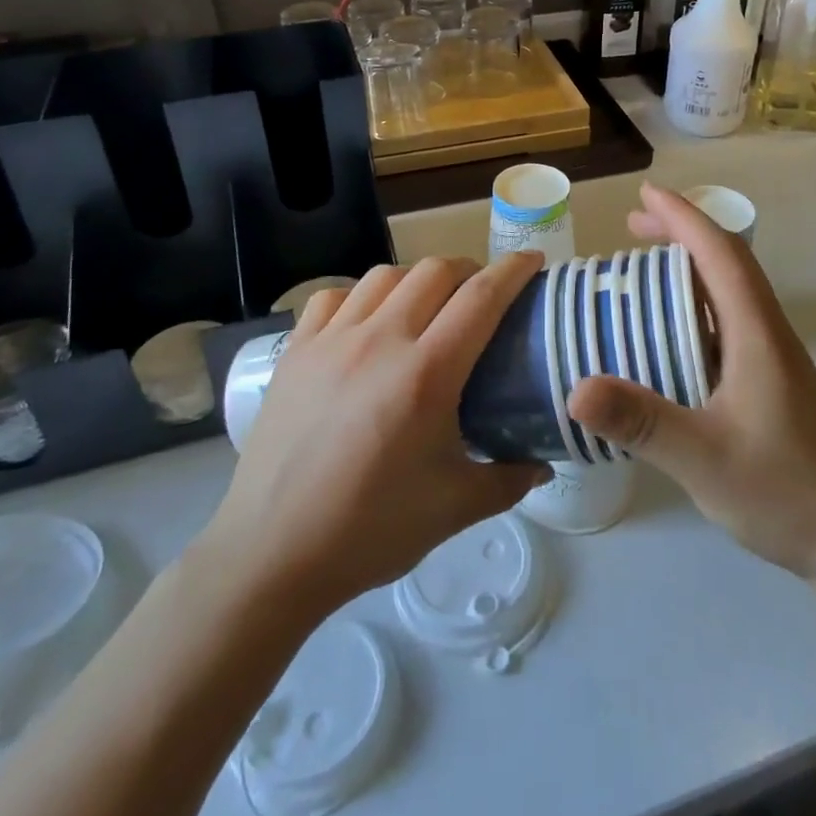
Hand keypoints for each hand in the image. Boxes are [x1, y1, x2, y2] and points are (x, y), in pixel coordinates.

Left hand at [201, 254, 548, 617]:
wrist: (271, 555)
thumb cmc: (370, 531)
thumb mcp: (455, 508)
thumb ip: (509, 479)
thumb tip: (544, 464)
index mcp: (426, 375)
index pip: (481, 298)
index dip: (513, 270)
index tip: (533, 260)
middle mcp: (380, 341)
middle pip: (435, 271)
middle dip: (468, 270)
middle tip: (481, 294)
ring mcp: (331, 341)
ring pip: (384, 275)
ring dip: (417, 279)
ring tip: (426, 304)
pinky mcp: (295, 351)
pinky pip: (333, 297)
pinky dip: (360, 295)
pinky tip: (366, 320)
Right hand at [567, 183, 815, 586]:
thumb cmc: (785, 492)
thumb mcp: (703, 458)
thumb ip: (641, 422)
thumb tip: (575, 389)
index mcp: (757, 334)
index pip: (721, 254)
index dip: (684, 217)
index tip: (645, 195)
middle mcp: (768, 334)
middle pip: (728, 263)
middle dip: (683, 233)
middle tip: (632, 226)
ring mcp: (774, 359)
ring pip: (731, 292)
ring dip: (690, 267)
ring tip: (644, 268)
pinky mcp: (772, 382)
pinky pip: (729, 322)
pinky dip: (695, 305)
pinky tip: (670, 333)